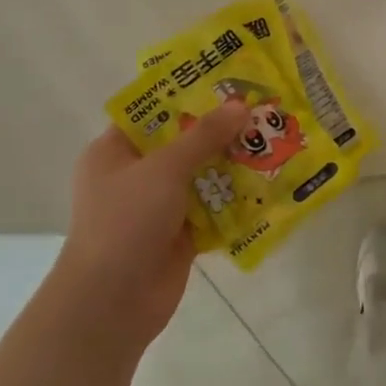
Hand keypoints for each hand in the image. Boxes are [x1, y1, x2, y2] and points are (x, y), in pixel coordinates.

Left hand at [54, 101, 250, 355]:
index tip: (226, 81)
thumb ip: (203, 136)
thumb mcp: (164, 169)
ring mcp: (157, 206)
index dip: (186, 95)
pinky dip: (234, 198)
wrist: (112, 303)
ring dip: (231, 163)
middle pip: (182, 142)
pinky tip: (267, 182)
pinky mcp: (179, 234)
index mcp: (114, 151)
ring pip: (200, 175)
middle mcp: (134, 175)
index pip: (152, 112)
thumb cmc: (125, 222)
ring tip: (272, 139)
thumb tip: (240, 105)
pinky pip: (211, 207)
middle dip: (219, 130)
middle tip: (259, 108)